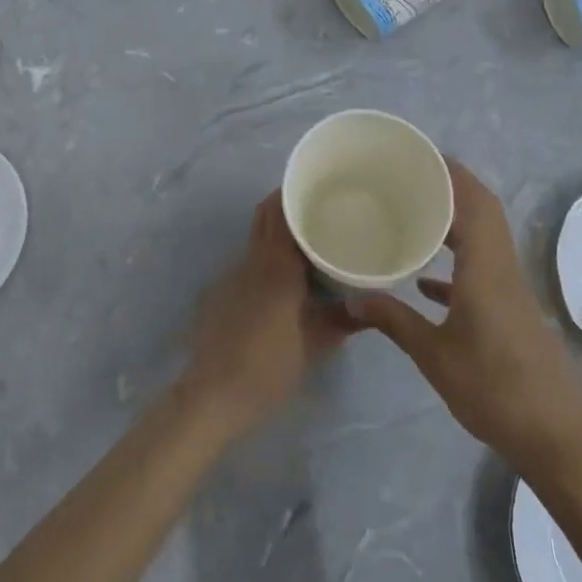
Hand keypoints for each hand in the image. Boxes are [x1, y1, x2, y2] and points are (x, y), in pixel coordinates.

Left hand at [179, 193, 354, 437]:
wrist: (212, 394)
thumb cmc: (268, 366)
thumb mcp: (314, 345)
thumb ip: (341, 321)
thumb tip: (369, 306)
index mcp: (276, 265)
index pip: (281, 212)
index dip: (296, 194)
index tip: (320, 187)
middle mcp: (252, 260)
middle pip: (265, 216)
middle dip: (287, 205)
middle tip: (318, 209)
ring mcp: (232, 275)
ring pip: (256, 238)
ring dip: (277, 232)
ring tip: (308, 242)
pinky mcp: (221, 292)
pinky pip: (248, 261)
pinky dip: (266, 257)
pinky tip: (283, 279)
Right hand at [349, 159, 581, 477]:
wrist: (557, 438)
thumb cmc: (494, 390)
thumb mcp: (434, 356)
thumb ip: (392, 321)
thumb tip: (349, 298)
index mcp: (485, 267)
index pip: (472, 201)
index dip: (449, 171)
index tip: (417, 154)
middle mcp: (501, 267)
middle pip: (482, 210)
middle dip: (450, 186)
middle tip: (407, 177)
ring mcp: (510, 289)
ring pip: (484, 237)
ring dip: (455, 219)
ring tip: (413, 213)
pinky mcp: (511, 311)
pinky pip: (483, 267)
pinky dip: (457, 260)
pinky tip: (426, 281)